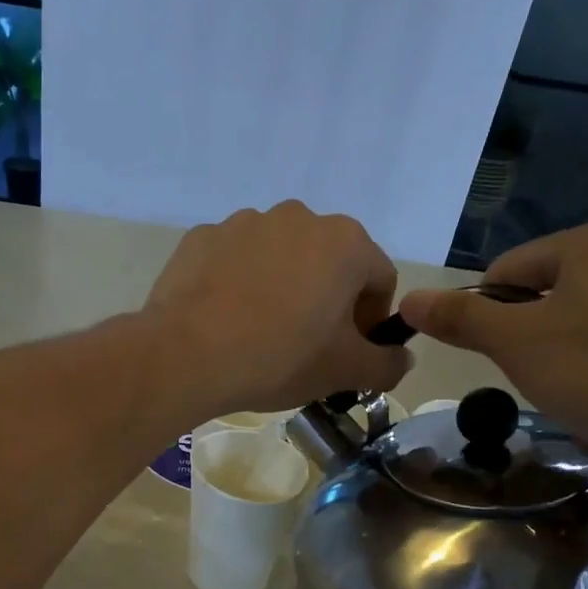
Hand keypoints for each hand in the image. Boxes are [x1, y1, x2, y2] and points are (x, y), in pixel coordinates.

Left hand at [145, 201, 410, 416]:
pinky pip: (235, 261)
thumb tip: (401, 359)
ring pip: (280, 259)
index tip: (349, 353)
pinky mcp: (201, 237)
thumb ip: (387, 365)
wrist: (186, 355)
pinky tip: (225, 320)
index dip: (371, 321)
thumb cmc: (279, 358)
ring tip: (260, 333)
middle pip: (329, 263)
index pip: (379, 280)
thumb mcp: (344, 372)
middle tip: (306, 346)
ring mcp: (244, 222)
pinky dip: (238, 285)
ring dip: (282, 289)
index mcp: (345, 242)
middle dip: (326, 301)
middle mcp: (298, 216)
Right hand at [397, 219, 587, 472]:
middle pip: (543, 298)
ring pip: (580, 326)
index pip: (505, 274)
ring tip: (575, 395)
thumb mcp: (518, 344)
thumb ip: (461, 320)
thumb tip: (408, 300)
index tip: (497, 361)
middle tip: (537, 381)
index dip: (485, 319)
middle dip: (529, 344)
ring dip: (564, 362)